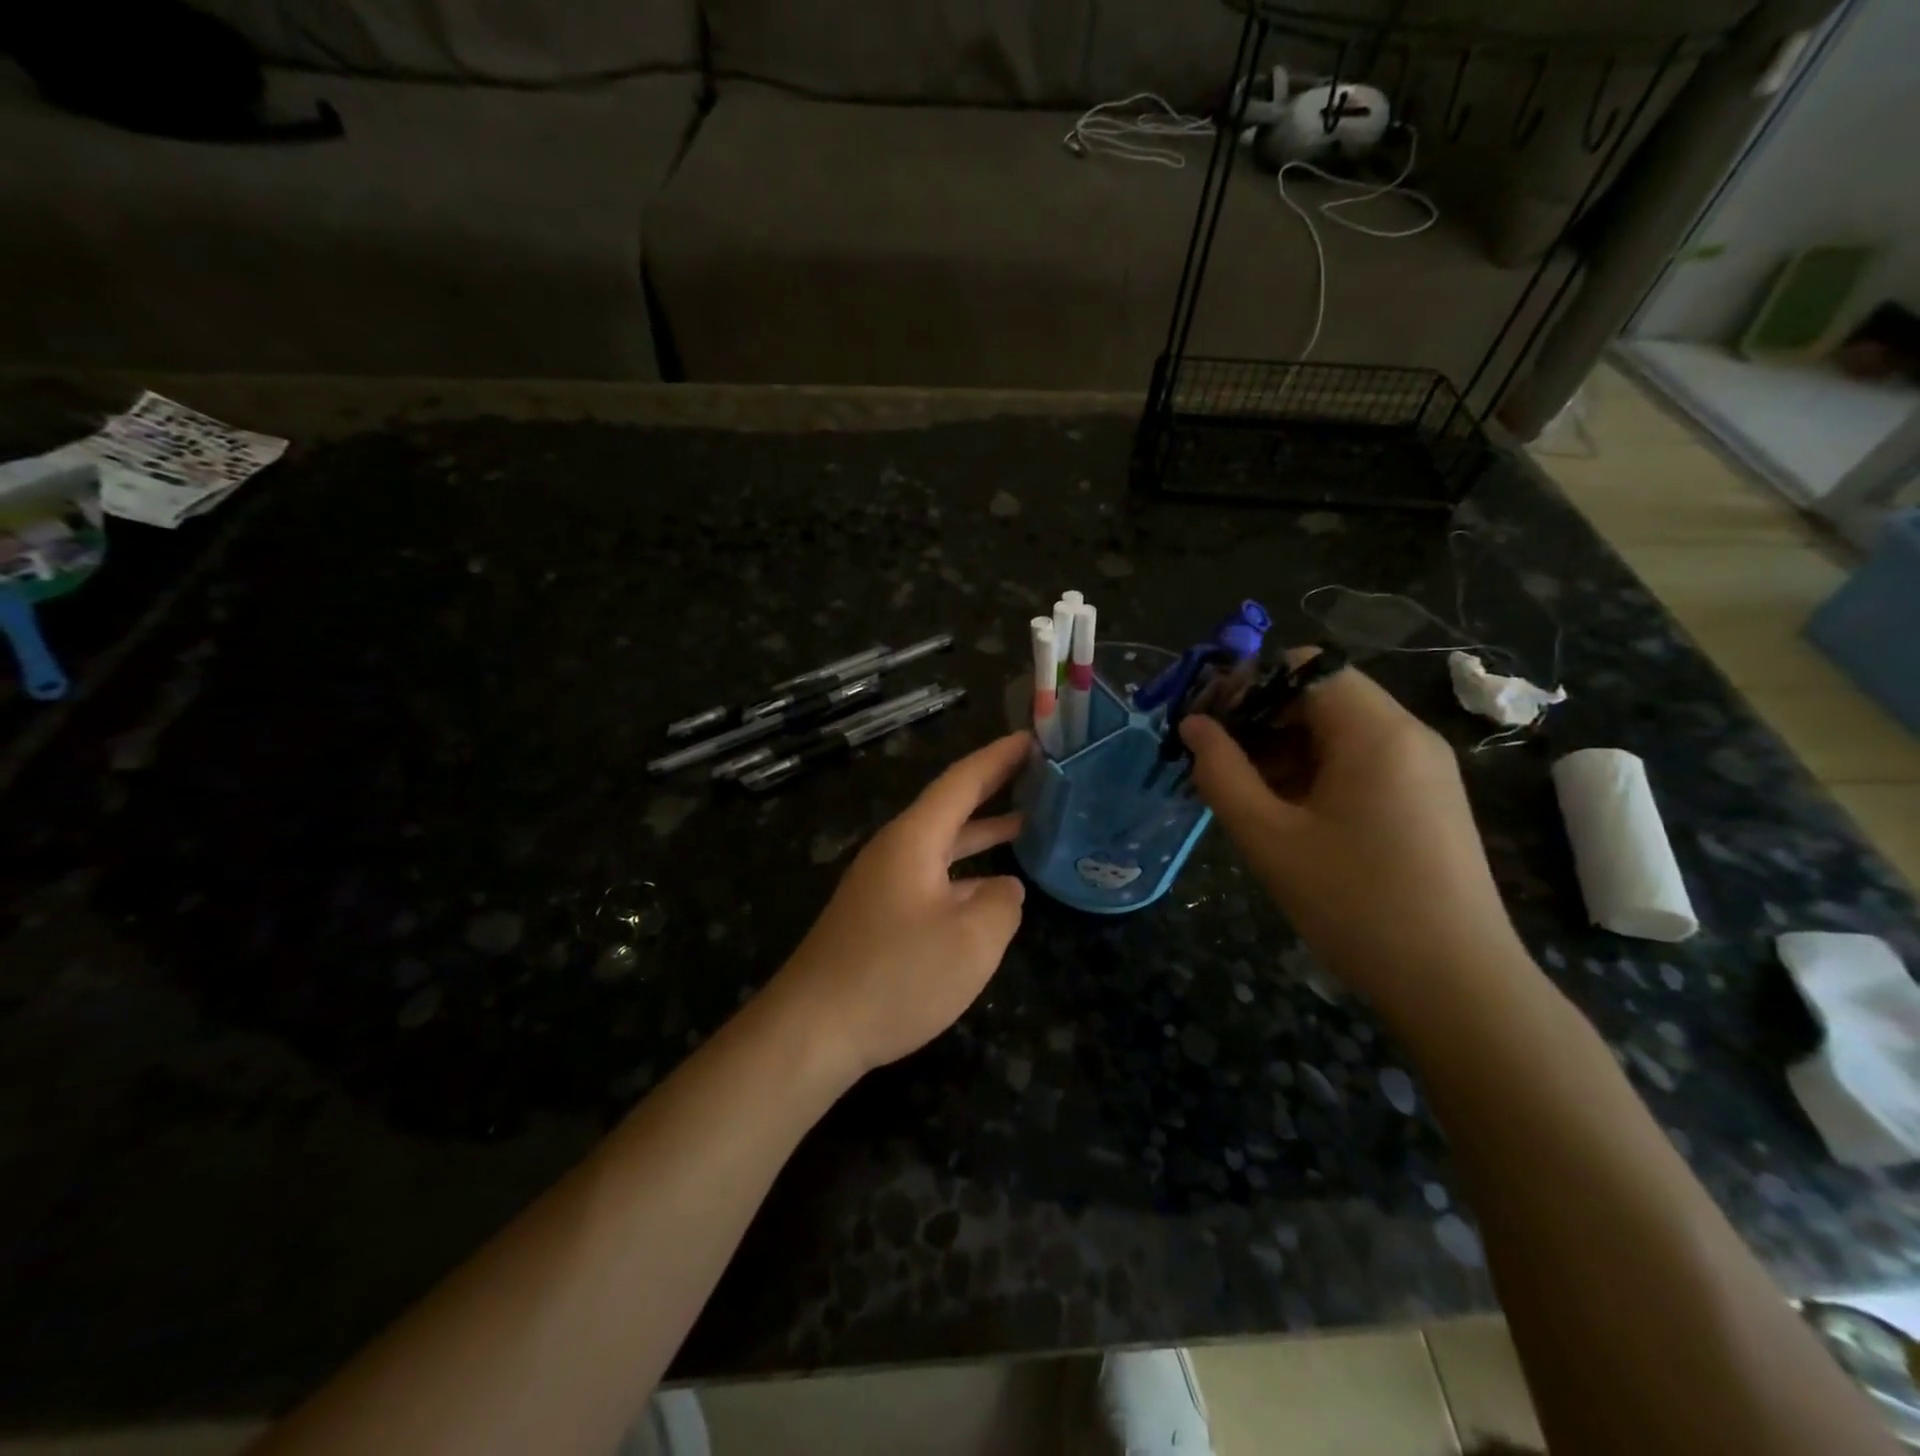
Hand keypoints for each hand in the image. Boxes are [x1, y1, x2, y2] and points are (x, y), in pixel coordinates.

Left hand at [773, 731, 1029, 1078]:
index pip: (962, 781)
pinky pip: (933, 878)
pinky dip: (966, 872)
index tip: (1032, 738)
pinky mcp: (879, 917)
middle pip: (951, 807)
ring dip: (982, 833)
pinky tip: (988, 892)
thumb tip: (1003, 888)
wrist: (813, 1030)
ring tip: (1027, 823)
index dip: (999, 757)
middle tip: (1038, 773)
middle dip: (993, 787)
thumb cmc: (895, 976)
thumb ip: (1002, 904)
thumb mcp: (971, 941)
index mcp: (914, 839)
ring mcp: (884, 884)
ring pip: (943, 846)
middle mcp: (896, 851)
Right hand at [1179, 656, 1525, 1006]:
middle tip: (1215, 765)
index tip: (1207, 725)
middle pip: (1320, 695)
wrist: (1456, 986)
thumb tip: (1193, 726)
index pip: (1304, 667)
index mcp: (1375, 732)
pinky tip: (1286, 815)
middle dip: (1260, 720)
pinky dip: (1314, 772)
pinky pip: (1360, 761)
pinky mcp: (1427, 798)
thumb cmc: (1355, 905)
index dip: (1248, 685)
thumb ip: (1221, 773)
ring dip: (1283, 749)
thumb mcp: (1269, 838)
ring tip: (1244, 796)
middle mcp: (1407, 735)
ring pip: (1337, 730)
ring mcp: (1424, 767)